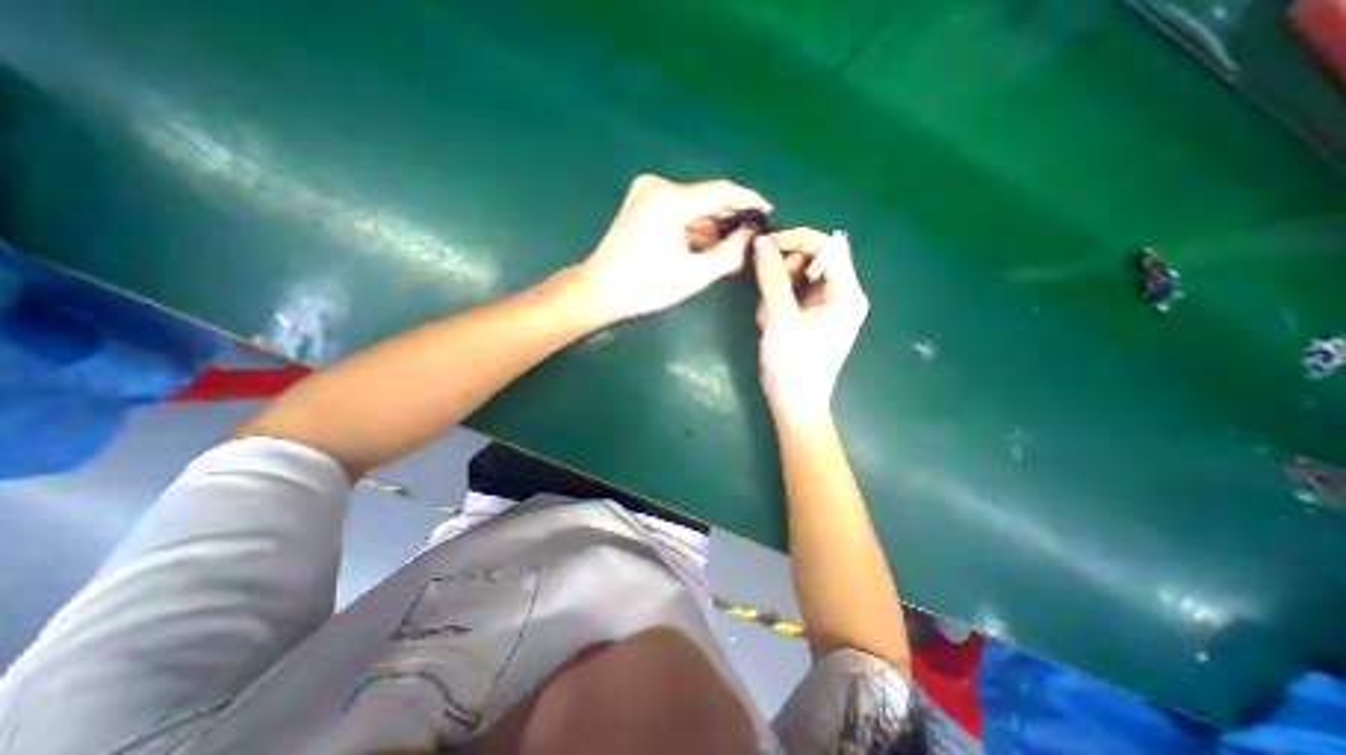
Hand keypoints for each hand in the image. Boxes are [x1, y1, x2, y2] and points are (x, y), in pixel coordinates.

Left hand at [572, 173, 773, 322]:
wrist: (600, 289)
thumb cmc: (647, 285)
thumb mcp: (695, 273)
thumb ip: (730, 252)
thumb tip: (751, 235)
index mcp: (671, 199)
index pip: (722, 191)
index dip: (749, 200)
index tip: (768, 212)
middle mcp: (658, 185)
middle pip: (706, 200)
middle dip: (727, 222)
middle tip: (747, 242)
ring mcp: (646, 191)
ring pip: (692, 207)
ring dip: (710, 228)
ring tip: (726, 251)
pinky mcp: (641, 202)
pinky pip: (678, 211)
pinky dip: (692, 228)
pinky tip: (702, 247)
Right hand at [754, 228, 867, 420]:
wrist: (795, 404)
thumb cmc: (793, 363)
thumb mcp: (780, 316)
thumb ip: (771, 275)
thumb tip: (761, 242)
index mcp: (847, 293)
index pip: (828, 247)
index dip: (797, 239)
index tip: (766, 246)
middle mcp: (842, 295)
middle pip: (814, 260)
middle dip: (784, 270)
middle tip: (762, 287)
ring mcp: (828, 308)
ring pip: (800, 278)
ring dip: (777, 289)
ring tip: (765, 315)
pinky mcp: (814, 318)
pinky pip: (795, 295)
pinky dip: (778, 302)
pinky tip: (768, 322)